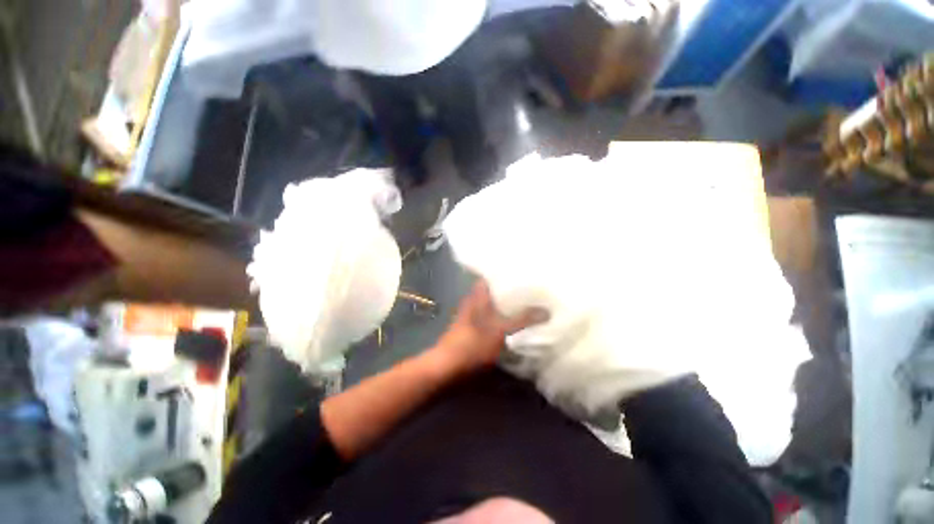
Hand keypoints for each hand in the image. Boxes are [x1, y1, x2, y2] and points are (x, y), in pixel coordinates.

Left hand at [432, 279, 548, 374]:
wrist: (448, 369)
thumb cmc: (473, 344)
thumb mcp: (500, 330)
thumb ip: (523, 319)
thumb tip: (546, 310)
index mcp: (477, 296)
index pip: (491, 276)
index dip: (506, 274)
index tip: (525, 274)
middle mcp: (474, 302)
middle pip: (494, 292)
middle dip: (511, 291)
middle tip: (532, 290)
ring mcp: (473, 317)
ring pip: (494, 306)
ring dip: (508, 306)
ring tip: (529, 304)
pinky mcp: (474, 331)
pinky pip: (492, 320)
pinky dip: (503, 320)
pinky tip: (517, 324)